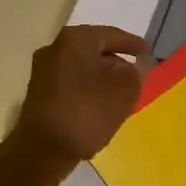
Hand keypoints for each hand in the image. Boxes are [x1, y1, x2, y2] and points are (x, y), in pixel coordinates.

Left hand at [10, 25, 148, 171]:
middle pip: (94, 49)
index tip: (147, 53)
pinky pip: (70, 82)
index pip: (111, 35)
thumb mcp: (123, 92)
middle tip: (134, 74)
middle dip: (115, 61)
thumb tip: (134, 66)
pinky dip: (87, 88)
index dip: (132, 44)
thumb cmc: (86, 113)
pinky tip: (99, 104)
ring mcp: (43, 70)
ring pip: (81, 67)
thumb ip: (135, 73)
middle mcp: (55, 47)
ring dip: (100, 77)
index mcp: (75, 40)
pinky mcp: (38, 91)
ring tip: (120, 92)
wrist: (42, 150)